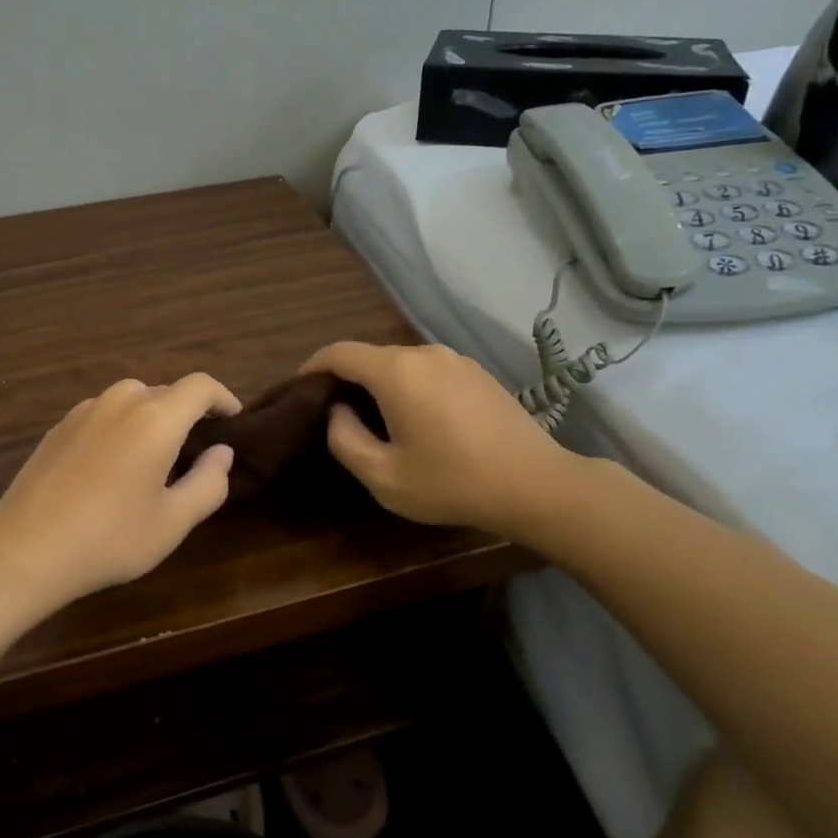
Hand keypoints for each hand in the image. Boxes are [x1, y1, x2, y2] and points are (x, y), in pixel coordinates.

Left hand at [0, 373, 240, 613]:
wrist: (24, 550)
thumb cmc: (109, 538)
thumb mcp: (173, 522)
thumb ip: (209, 482)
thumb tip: (222, 452)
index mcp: (156, 417)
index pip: (201, 386)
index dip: (223, 398)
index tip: (232, 421)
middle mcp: (122, 401)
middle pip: (167, 392)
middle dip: (188, 415)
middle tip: (195, 454)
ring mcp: (85, 410)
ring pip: (133, 401)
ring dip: (152, 420)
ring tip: (153, 461)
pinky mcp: (60, 426)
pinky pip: (105, 414)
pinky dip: (121, 427)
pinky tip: (112, 467)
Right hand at [300, 341, 596, 543]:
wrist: (537, 484)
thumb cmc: (453, 482)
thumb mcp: (385, 477)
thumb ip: (346, 440)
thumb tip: (338, 412)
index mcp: (395, 371)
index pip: (339, 352)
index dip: (312, 366)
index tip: (299, 388)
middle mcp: (423, 352)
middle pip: (370, 356)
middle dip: (347, 379)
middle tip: (337, 414)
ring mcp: (455, 359)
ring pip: (401, 364)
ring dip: (381, 385)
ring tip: (378, 421)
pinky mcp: (477, 372)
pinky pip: (429, 371)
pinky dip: (411, 387)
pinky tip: (421, 421)